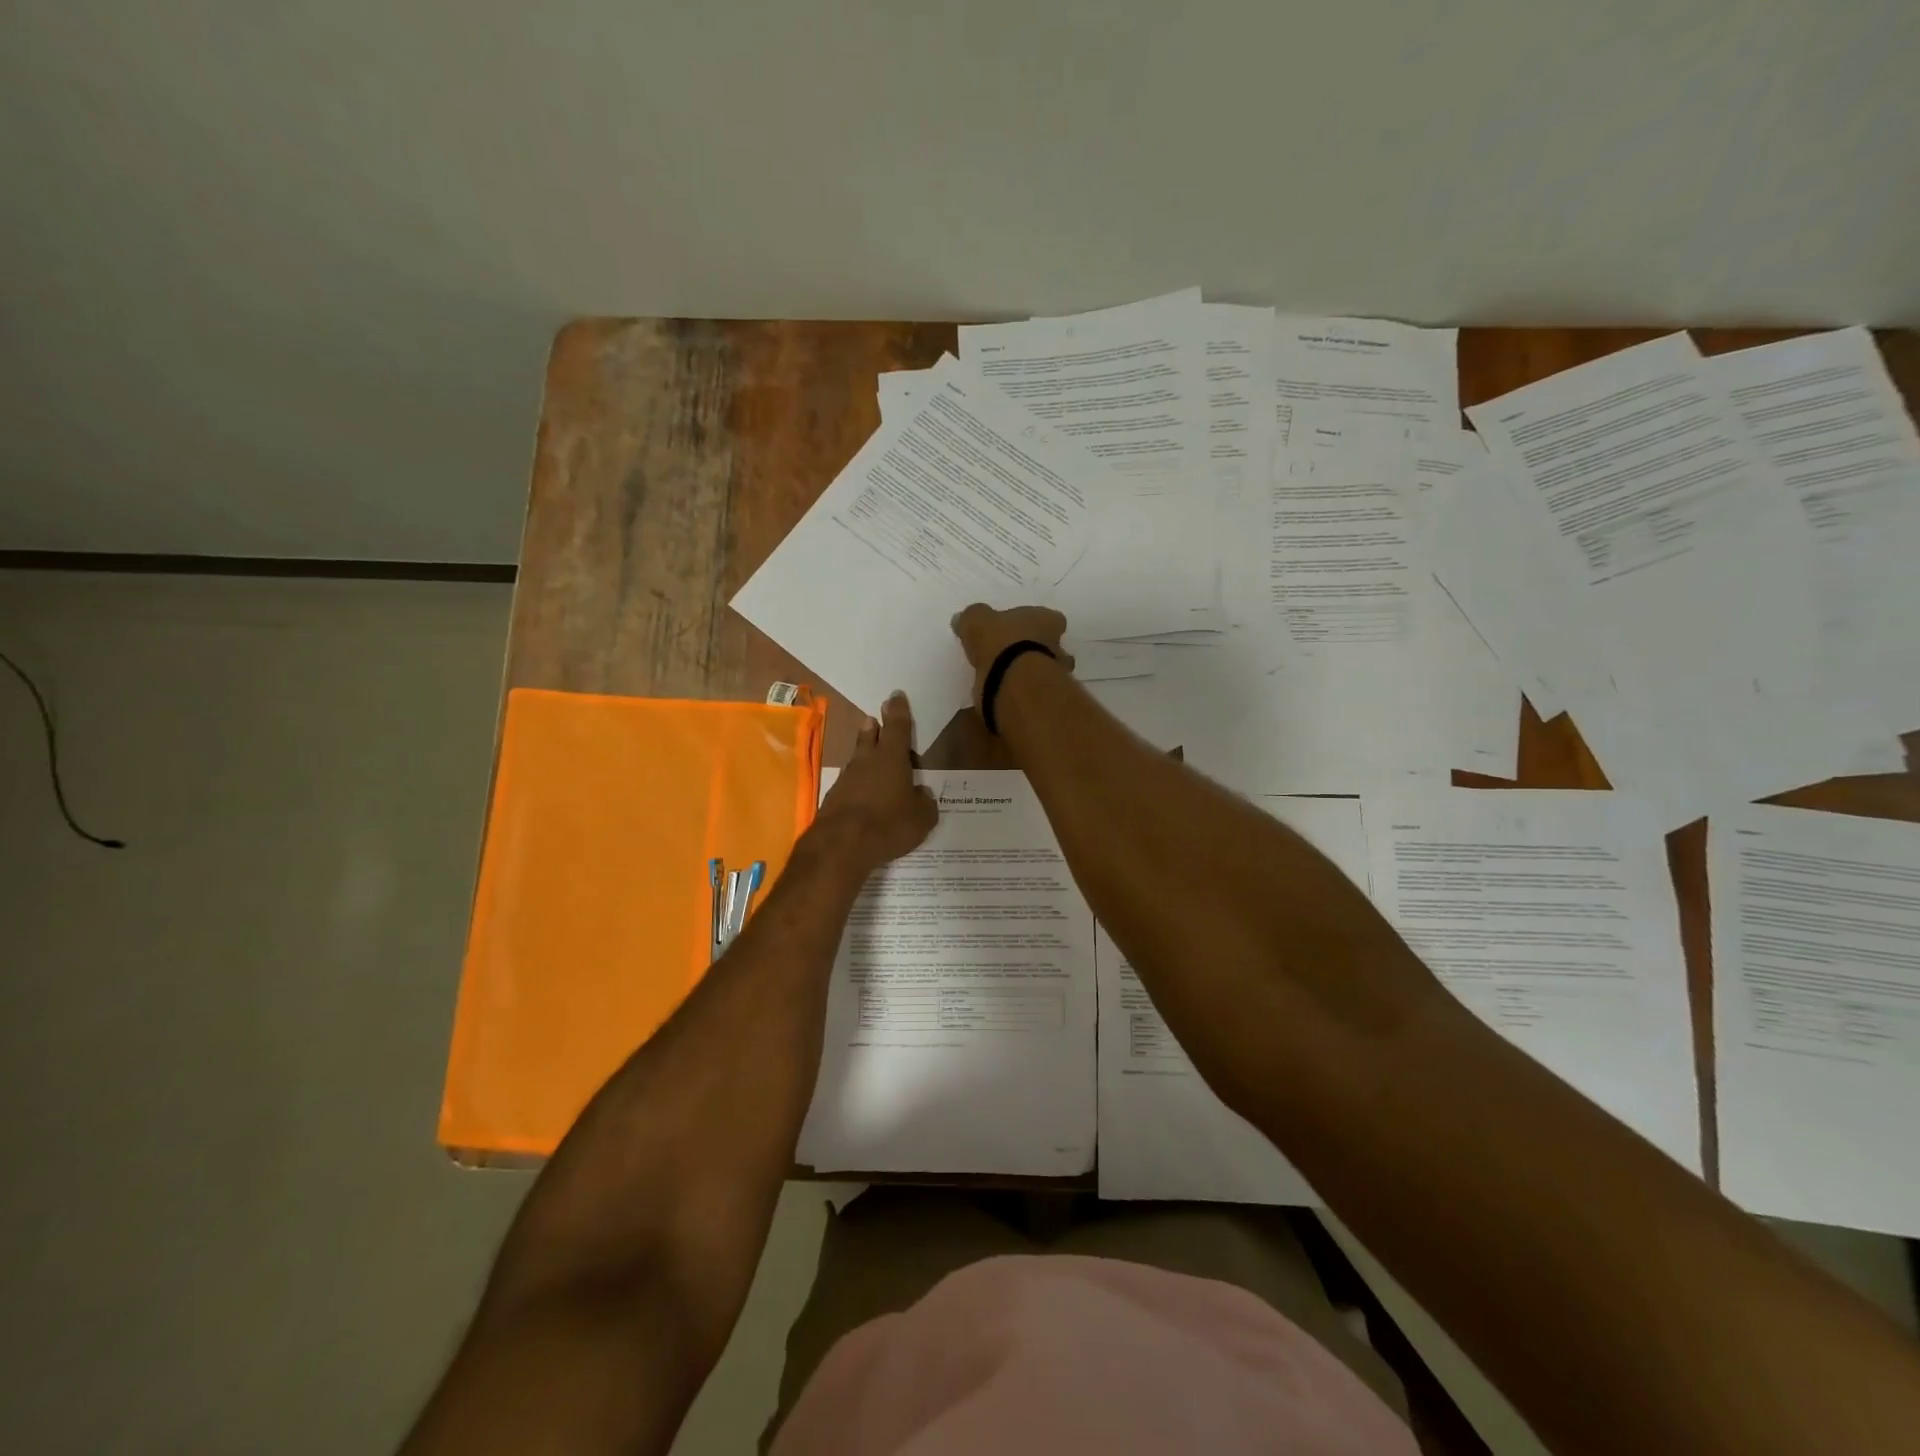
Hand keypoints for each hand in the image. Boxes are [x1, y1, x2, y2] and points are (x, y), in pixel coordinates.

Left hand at [811, 692, 939, 875]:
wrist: (840, 846)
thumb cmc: (888, 825)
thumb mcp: (921, 818)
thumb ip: (925, 803)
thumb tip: (922, 794)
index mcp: (892, 758)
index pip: (897, 727)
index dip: (898, 711)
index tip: (896, 696)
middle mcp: (867, 761)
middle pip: (870, 737)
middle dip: (874, 727)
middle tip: (874, 719)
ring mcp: (847, 779)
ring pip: (858, 759)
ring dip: (864, 753)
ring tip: (869, 750)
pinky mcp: (834, 798)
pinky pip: (850, 783)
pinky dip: (858, 782)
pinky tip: (863, 793)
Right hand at [949, 604, 1072, 708]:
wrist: (1014, 685)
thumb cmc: (1000, 644)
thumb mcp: (977, 621)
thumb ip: (972, 618)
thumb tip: (962, 618)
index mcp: (1046, 620)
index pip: (1050, 618)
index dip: (1037, 623)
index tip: (1022, 630)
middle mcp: (1057, 645)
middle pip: (1051, 645)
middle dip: (1035, 649)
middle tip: (1013, 654)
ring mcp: (1055, 674)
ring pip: (1046, 670)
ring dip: (1031, 673)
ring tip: (1007, 678)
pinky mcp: (1046, 699)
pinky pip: (1034, 693)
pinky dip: (1022, 694)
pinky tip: (1005, 695)